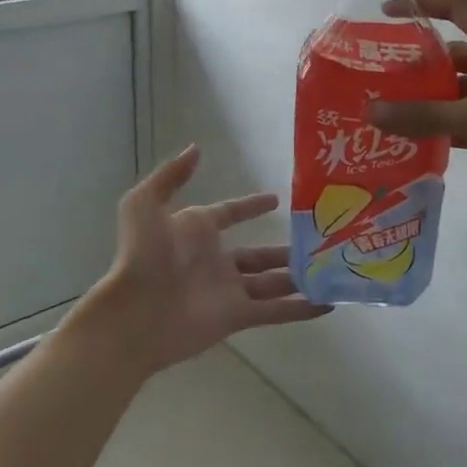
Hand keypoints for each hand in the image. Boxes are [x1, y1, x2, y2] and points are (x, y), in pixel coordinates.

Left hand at [83, 145, 330, 373]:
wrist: (135, 313)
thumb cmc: (142, 255)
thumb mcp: (145, 204)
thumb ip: (172, 175)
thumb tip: (197, 148)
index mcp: (196, 231)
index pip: (230, 214)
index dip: (251, 206)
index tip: (277, 199)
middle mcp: (216, 260)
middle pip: (259, 254)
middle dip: (285, 249)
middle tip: (318, 241)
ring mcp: (229, 290)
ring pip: (273, 282)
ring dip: (299, 277)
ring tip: (331, 270)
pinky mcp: (238, 317)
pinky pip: (276, 311)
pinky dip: (301, 309)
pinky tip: (328, 304)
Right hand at [369, 0, 466, 212]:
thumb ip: (424, 115)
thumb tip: (371, 110)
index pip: (457, 9)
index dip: (422, 5)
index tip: (384, 14)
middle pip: (452, 54)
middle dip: (417, 64)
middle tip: (377, 77)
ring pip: (458, 90)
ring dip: (429, 99)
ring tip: (388, 110)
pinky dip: (445, 126)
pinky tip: (415, 140)